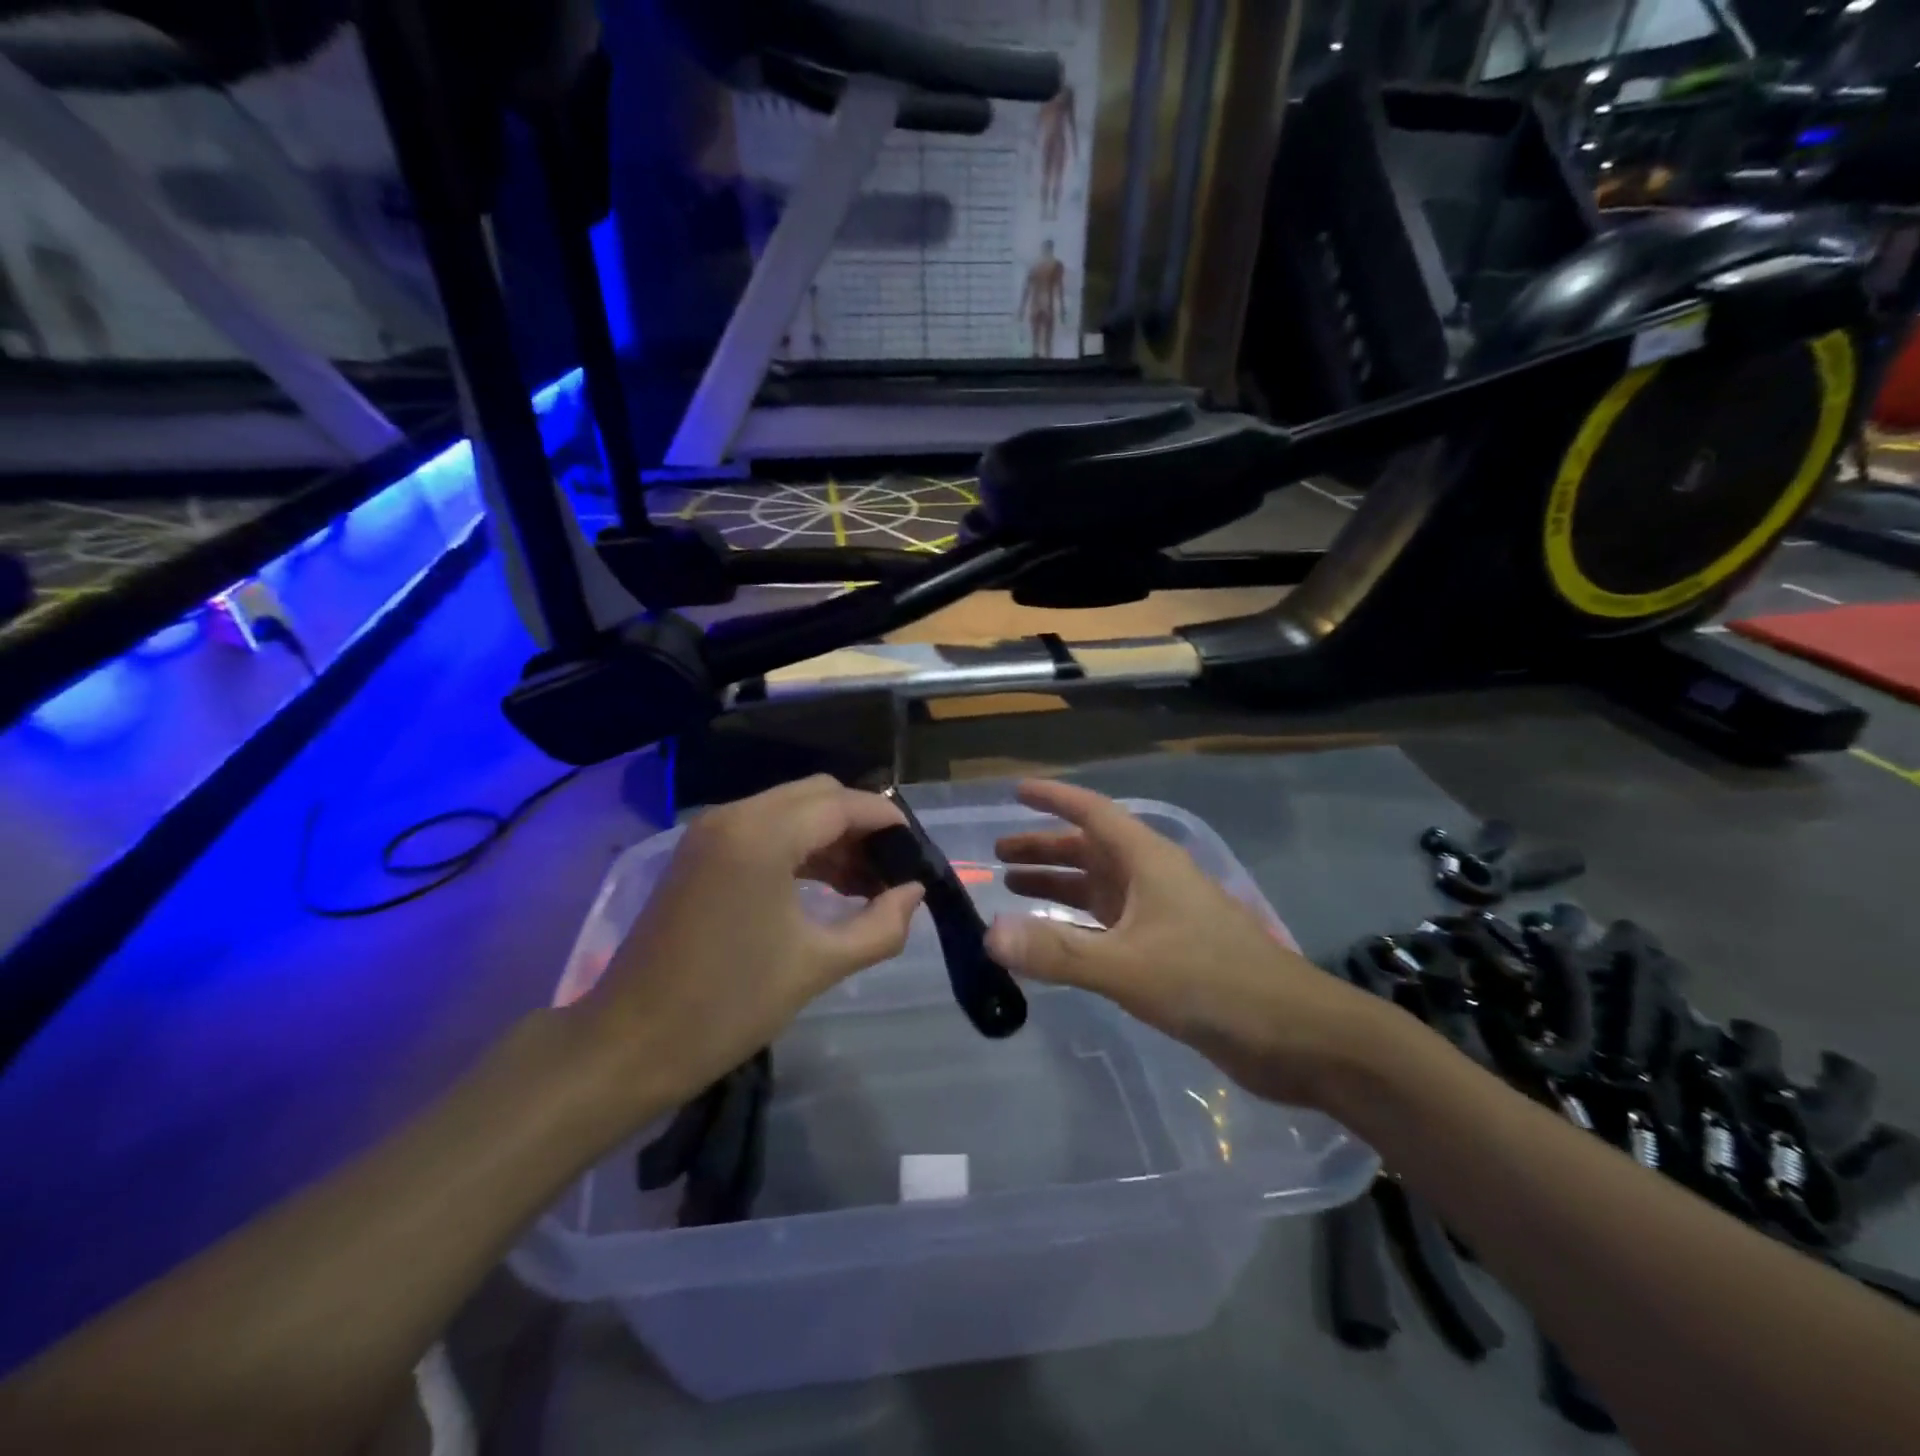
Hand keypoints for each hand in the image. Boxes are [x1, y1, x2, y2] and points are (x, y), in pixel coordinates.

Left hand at [573, 776, 922, 1118]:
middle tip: (891, 871)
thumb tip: (914, 894)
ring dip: (831, 835)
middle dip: (860, 825)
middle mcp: (734, 816)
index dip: (887, 821)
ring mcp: (710, 832)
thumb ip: (879, 925)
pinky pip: (764, 829)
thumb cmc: (727, 1006)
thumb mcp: (816, 965)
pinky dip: (799, 846)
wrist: (628, 1046)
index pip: (842, 804)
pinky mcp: (698, 853)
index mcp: (762, 836)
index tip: (919, 852)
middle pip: (817, 795)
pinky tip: (825, 886)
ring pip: (790, 809)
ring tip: (865, 885)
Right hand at [984, 781, 1395, 1108]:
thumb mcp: (1129, 966)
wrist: (1295, 1035)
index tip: (1016, 791)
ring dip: (1058, 885)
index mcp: (1149, 862)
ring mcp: (1162, 916)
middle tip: (997, 855)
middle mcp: (1153, 879)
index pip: (1093, 813)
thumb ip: (1058, 950)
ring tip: (1012, 888)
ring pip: (1099, 888)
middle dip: (1045, 848)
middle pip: (1090, 850)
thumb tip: (990, 934)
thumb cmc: (1213, 983)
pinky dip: (1077, 924)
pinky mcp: (1167, 952)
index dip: (1055, 799)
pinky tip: (1054, 939)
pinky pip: (1109, 925)